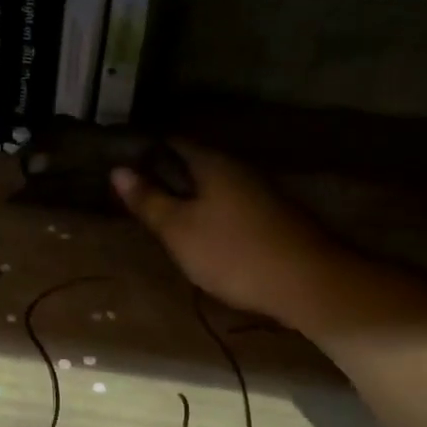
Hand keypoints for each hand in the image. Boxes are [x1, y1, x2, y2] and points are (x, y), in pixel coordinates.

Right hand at [112, 142, 340, 325]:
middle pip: (194, 164)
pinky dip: (212, 214)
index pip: (171, 143)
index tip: (122, 169)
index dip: (145, 152)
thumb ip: (148, 200)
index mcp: (211, 163)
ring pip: (214, 186)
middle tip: (138, 198)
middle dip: (167, 177)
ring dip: (190, 198)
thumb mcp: (179, 230)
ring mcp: (260, 192)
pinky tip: (203, 236)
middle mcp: (238, 168)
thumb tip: (118, 170)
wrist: (309, 283)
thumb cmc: (234, 252)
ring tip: (165, 220)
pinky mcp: (274, 216)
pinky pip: (231, 205)